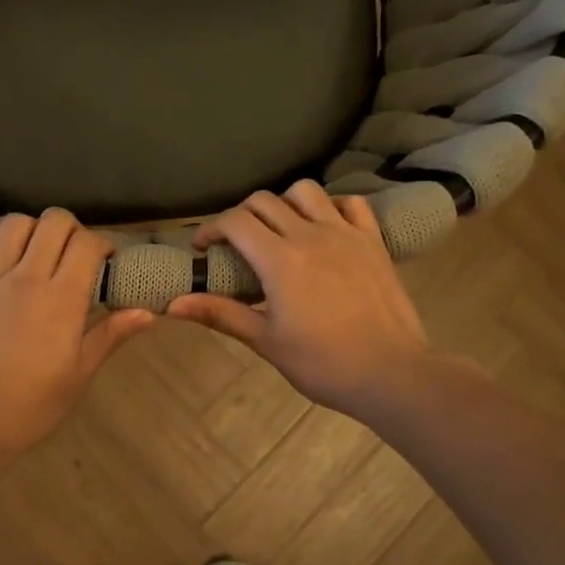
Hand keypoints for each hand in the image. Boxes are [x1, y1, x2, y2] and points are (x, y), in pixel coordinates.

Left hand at [0, 210, 155, 465]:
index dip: (102, 243)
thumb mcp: (79, 374)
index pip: (88, 244)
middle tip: (74, 252)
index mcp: (63, 298)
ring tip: (37, 249)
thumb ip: (110, 335)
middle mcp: (27, 277)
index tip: (106, 260)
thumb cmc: (30, 405)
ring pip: (13, 225)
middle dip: (71, 228)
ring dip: (32, 228)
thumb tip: (148, 312)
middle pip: (54, 222)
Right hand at [167, 181, 434, 419]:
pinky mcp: (373, 241)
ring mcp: (345, 234)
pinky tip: (325, 228)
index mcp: (279, 259)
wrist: (391, 373)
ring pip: (306, 192)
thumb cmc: (323, 363)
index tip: (203, 248)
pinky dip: (331, 207)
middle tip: (235, 243)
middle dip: (240, 215)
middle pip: (264, 201)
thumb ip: (221, 314)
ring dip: (284, 203)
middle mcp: (310, 235)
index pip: (234, 221)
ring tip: (280, 229)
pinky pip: (351, 204)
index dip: (211, 228)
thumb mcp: (266, 341)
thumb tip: (172, 305)